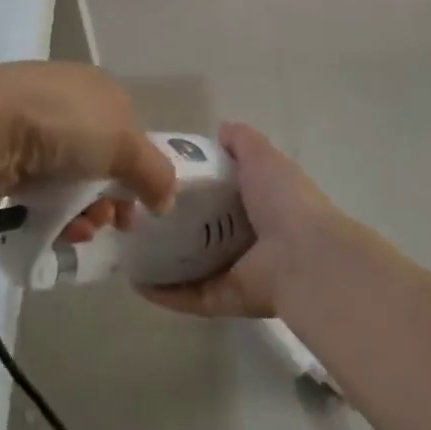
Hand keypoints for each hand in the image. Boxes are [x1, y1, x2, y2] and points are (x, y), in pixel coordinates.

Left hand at [0, 62, 175, 232]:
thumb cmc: (66, 125)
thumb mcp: (126, 146)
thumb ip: (155, 174)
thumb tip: (165, 201)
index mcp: (99, 87)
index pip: (130, 132)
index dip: (139, 171)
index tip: (138, 206)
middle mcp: (67, 99)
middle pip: (100, 159)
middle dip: (110, 197)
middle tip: (111, 224)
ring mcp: (32, 122)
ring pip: (70, 176)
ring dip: (83, 209)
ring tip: (81, 230)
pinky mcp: (3, 148)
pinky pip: (37, 185)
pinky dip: (50, 208)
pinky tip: (56, 228)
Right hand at [140, 122, 360, 318]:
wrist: (303, 257)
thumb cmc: (283, 201)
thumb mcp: (262, 158)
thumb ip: (242, 142)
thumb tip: (221, 129)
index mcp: (259, 205)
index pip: (222, 195)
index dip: (195, 186)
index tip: (160, 177)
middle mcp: (248, 240)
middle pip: (203, 232)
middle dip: (172, 225)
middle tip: (136, 213)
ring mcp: (235, 273)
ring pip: (191, 268)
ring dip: (161, 261)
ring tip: (127, 249)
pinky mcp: (223, 300)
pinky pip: (188, 296)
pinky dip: (163, 293)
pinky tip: (134, 281)